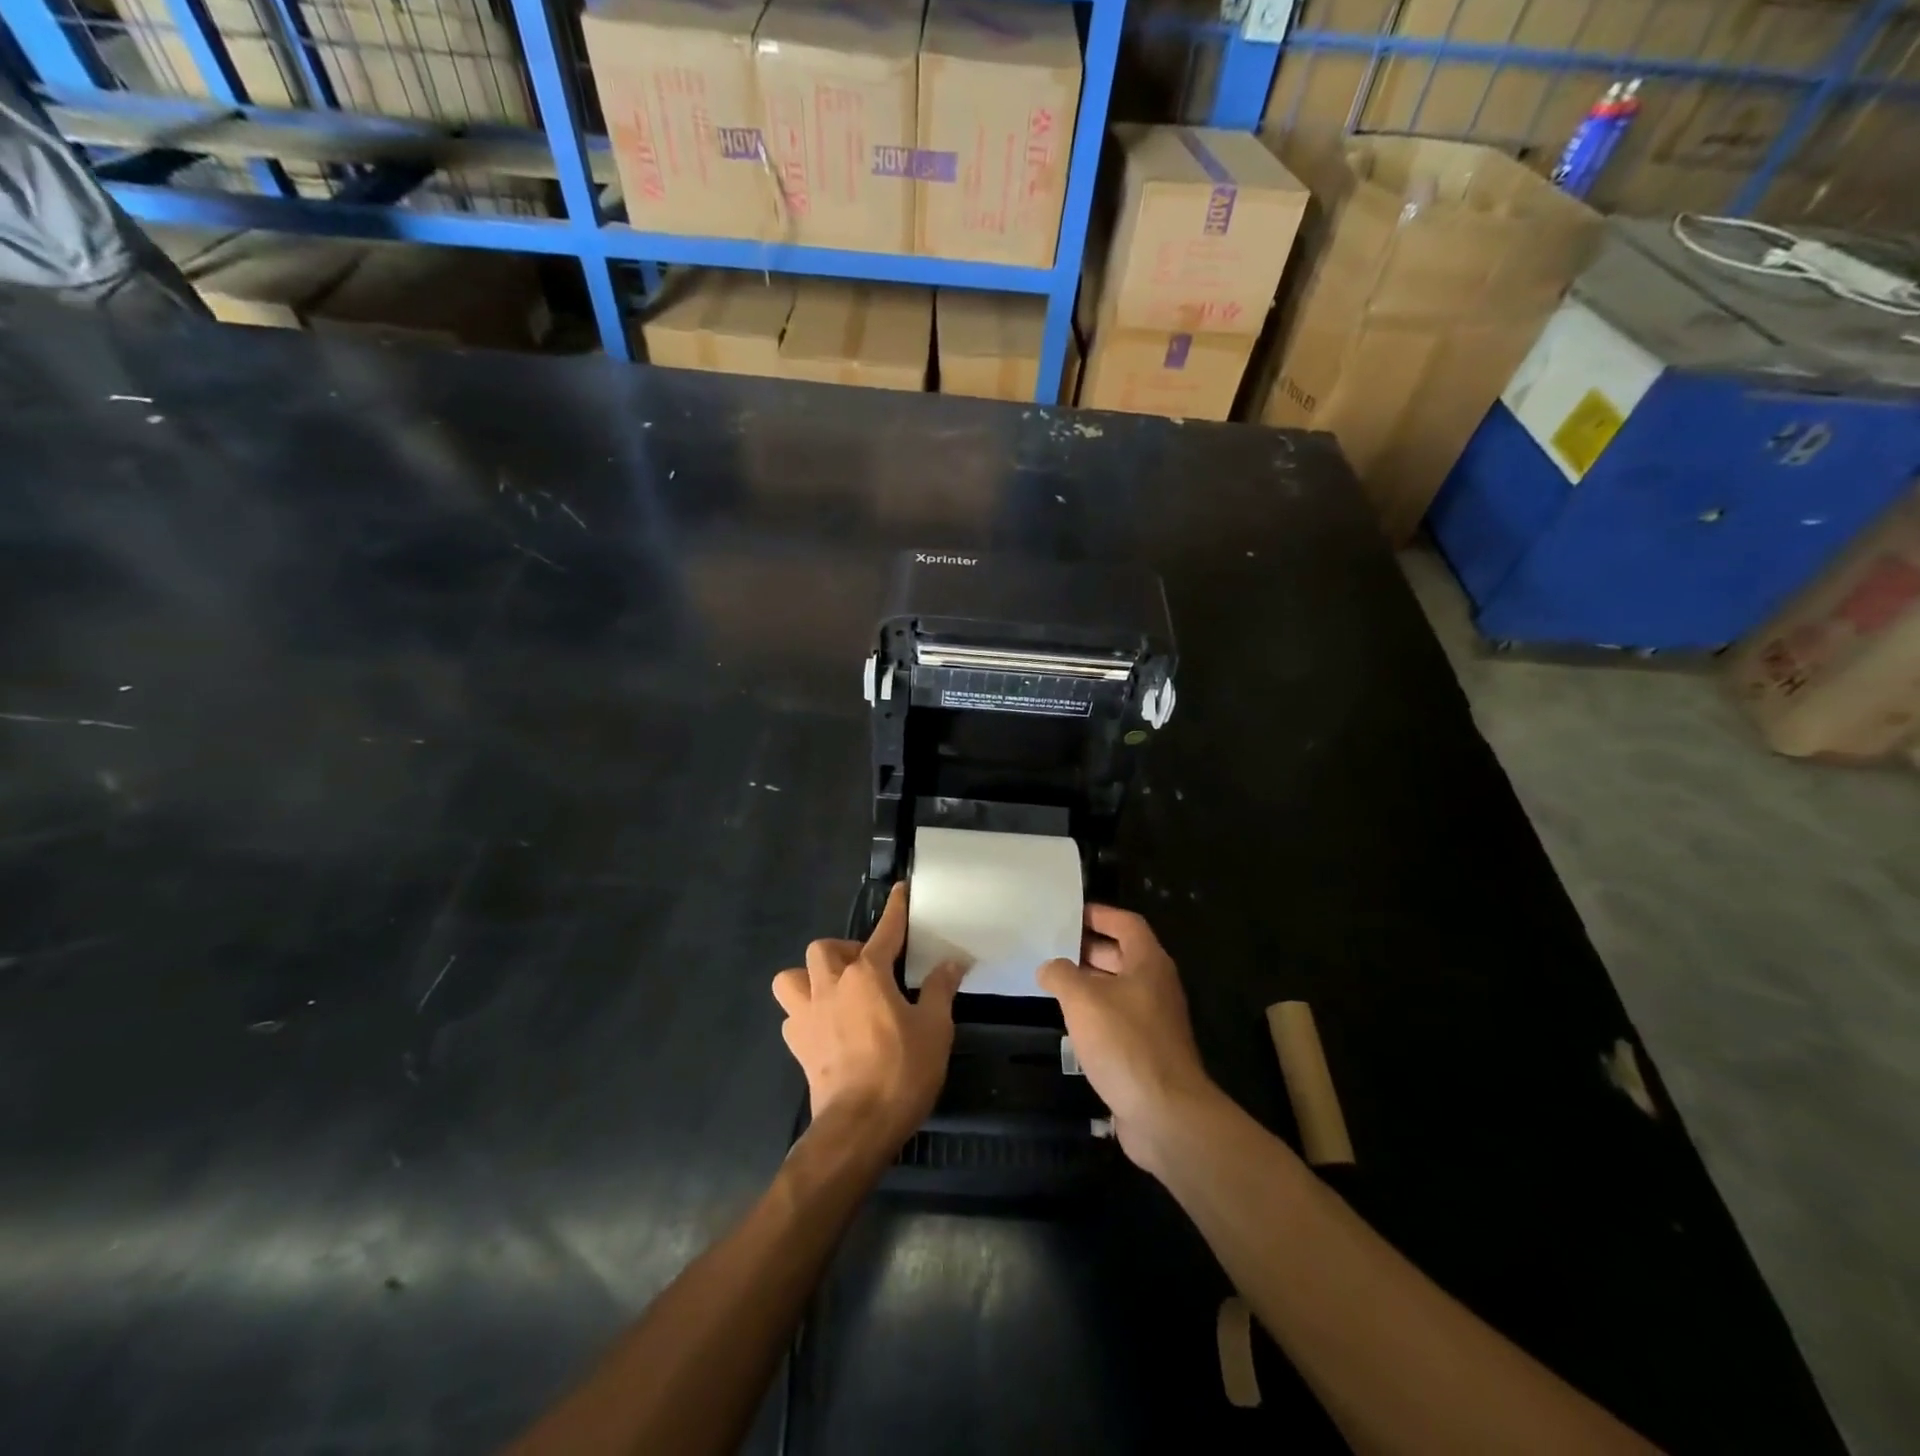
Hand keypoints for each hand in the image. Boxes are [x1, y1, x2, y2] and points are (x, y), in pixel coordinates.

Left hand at [772, 883, 965, 1158]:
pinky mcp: (797, 1045)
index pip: (885, 932)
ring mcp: (807, 1015)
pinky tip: (826, 1027)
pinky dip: (805, 1014)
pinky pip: (791, 1016)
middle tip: (866, 970)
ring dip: (809, 979)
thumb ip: (939, 990)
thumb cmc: (901, 1071)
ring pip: (791, 978)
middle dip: (842, 951)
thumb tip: (951, 963)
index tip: (901, 890)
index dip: (895, 910)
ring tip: (834, 993)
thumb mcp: (934, 1028)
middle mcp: (830, 986)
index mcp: (867, 975)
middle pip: (823, 949)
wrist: (858, 1126)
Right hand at [1039, 905, 1219, 1177]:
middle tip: (1051, 945)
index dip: (1099, 915)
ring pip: (1117, 988)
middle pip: (1122, 955)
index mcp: (1149, 963)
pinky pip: (1117, 1018)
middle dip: (1088, 948)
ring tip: (1052, 980)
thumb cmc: (1125, 1044)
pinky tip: (1069, 1021)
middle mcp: (1155, 986)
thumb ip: (1061, 975)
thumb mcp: (1083, 1000)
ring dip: (1088, 983)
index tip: (1069, 913)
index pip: (1126, 924)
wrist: (1165, 1114)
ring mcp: (1153, 1020)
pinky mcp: (1146, 1050)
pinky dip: (1094, 1013)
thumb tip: (1049, 967)